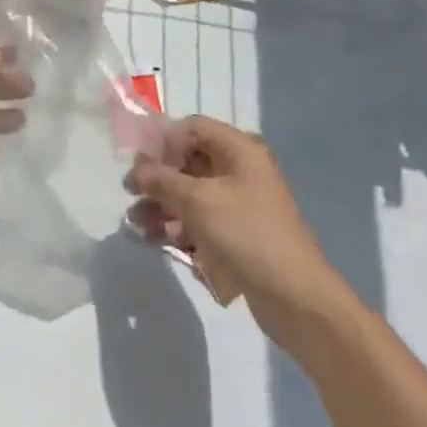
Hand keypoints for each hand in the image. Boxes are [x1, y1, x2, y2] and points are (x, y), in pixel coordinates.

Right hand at [127, 116, 347, 342]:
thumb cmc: (247, 234)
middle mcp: (239, 171)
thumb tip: (136, 169)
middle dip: (157, 179)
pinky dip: (176, 227)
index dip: (164, 141)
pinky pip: (199, 220)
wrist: (296, 299)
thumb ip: (161, 179)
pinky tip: (153, 241)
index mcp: (238, 150)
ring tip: (135, 224)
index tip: (141, 165)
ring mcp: (238, 204)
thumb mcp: (197, 201)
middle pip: (188, 162)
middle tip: (130, 195)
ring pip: (190, 194)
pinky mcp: (236, 234)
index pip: (192, 128)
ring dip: (161, 206)